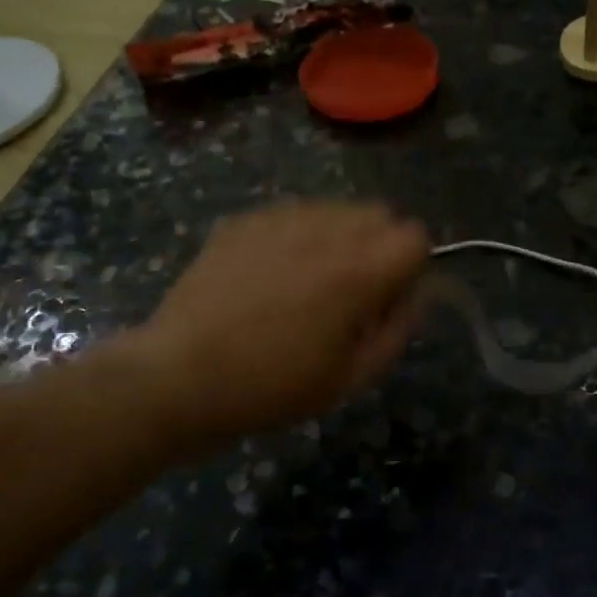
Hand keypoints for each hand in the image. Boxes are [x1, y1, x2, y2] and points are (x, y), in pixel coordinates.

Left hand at [105, 202, 428, 450]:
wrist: (180, 377)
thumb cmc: (273, 386)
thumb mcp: (352, 378)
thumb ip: (398, 330)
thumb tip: (413, 297)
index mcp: (360, 270)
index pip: (416, 235)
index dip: (410, 267)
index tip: (386, 299)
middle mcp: (326, 230)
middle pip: (379, 213)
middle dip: (378, 246)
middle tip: (351, 291)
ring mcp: (281, 219)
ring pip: (335, 209)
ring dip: (338, 238)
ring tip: (306, 282)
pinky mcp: (244, 220)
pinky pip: (292, 215)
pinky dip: (296, 237)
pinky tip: (268, 276)